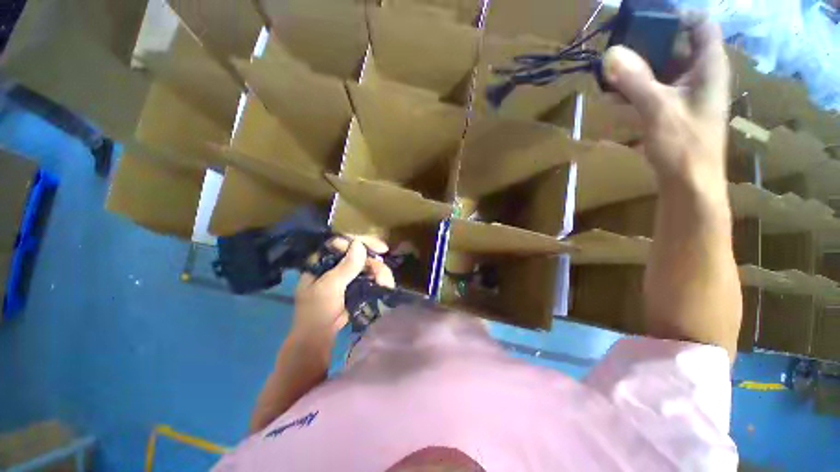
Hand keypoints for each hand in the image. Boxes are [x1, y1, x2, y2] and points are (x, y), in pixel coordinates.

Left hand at [292, 235, 394, 340]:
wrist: (318, 337)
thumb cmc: (317, 311)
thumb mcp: (329, 287)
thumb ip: (345, 267)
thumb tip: (359, 244)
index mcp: (322, 259)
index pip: (344, 242)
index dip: (363, 241)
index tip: (381, 248)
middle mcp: (335, 263)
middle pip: (360, 253)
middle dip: (375, 263)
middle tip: (384, 275)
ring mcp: (346, 274)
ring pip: (367, 265)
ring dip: (379, 273)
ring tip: (386, 283)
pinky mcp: (354, 284)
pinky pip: (370, 275)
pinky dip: (379, 279)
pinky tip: (385, 284)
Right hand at [602, 16, 730, 192]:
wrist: (688, 186)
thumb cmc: (684, 146)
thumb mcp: (658, 109)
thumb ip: (635, 81)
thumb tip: (611, 54)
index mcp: (709, 67)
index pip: (700, 25)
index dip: (676, 17)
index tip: (643, 21)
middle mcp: (700, 76)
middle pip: (677, 46)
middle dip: (647, 46)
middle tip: (618, 49)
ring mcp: (686, 96)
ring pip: (661, 71)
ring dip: (636, 72)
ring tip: (608, 76)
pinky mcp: (673, 113)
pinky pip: (653, 93)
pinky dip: (634, 93)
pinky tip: (614, 100)